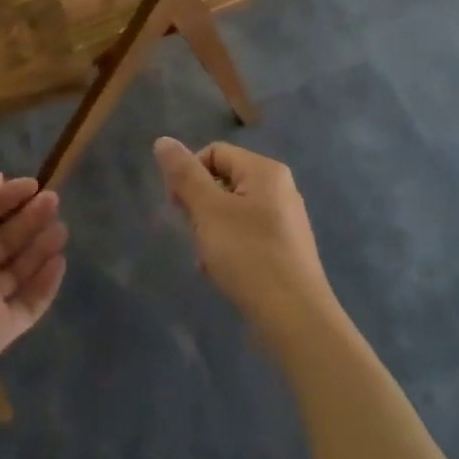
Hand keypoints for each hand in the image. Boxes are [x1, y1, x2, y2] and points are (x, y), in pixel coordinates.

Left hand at [0, 171, 67, 391]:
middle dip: (28, 217)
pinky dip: (45, 284)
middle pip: (2, 238)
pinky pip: (29, 304)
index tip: (33, 185)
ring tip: (61, 229)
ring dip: (40, 247)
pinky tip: (60, 262)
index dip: (4, 196)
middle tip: (54, 201)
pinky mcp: (0, 329)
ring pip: (18, 269)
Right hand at [153, 138, 338, 339]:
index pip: (213, 153)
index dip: (189, 175)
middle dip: (200, 207)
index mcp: (265, 171)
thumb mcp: (208, 211)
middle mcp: (279, 189)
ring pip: (231, 212)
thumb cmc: (249, 255)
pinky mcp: (285, 249)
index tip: (177, 207)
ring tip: (209, 258)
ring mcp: (284, 221)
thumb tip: (163, 141)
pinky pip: (246, 235)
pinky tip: (222, 272)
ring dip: (210, 231)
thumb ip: (184, 174)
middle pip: (222, 182)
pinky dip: (228, 248)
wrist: (294, 317)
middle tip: (196, 235)